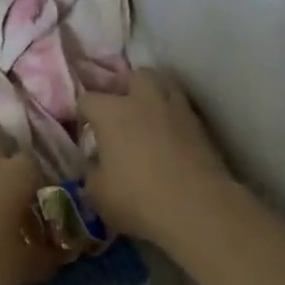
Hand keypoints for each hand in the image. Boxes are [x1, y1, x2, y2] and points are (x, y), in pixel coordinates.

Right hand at [80, 69, 233, 244]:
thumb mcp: (98, 193)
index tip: (84, 130)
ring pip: (164, 85)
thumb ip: (92, 170)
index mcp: (112, 113)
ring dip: (153, 97)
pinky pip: (182, 109)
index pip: (88, 99)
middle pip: (133, 77)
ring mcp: (177, 109)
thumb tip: (96, 161)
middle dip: (125, 89)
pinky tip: (170, 138)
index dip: (83, 113)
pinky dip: (173, 117)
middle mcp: (144, 101)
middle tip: (120, 114)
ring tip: (148, 120)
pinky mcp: (201, 125)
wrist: (196, 208)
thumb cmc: (137, 200)